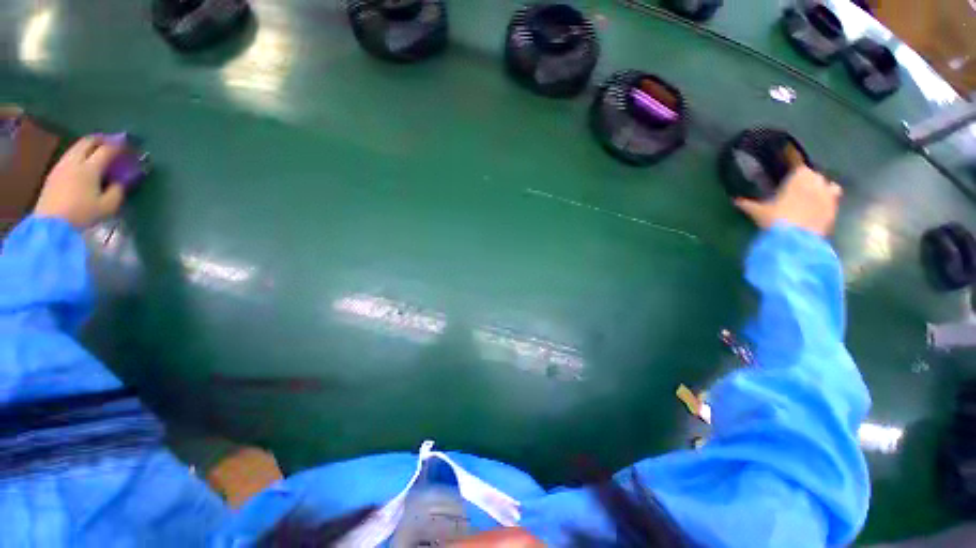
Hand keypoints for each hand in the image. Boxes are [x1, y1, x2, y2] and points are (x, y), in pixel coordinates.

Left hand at [34, 136, 125, 228]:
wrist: (51, 223)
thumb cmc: (82, 214)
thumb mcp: (107, 206)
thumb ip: (117, 191)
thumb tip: (121, 182)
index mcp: (90, 168)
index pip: (107, 150)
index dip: (119, 146)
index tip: (129, 146)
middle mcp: (75, 161)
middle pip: (88, 141)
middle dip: (102, 139)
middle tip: (113, 142)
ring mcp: (62, 165)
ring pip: (77, 147)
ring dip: (89, 145)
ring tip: (99, 150)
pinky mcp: (54, 172)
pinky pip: (69, 156)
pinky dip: (80, 153)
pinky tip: (84, 161)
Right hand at [734, 166, 841, 236]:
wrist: (795, 239)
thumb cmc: (775, 219)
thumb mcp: (757, 211)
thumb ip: (747, 204)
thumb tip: (735, 200)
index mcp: (800, 176)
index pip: (799, 167)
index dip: (793, 174)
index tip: (787, 181)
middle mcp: (818, 181)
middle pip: (815, 176)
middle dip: (808, 182)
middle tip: (796, 191)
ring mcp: (829, 196)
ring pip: (829, 187)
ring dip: (822, 191)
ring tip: (811, 200)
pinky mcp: (835, 211)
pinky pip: (833, 203)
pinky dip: (826, 204)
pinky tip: (817, 211)